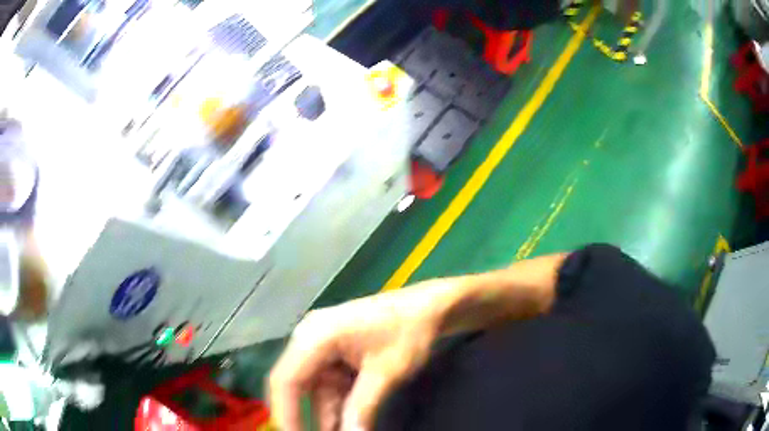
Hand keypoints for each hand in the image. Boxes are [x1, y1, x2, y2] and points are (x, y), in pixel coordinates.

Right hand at [269, 282, 450, 430]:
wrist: (432, 306)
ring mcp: (322, 346)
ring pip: (314, 390)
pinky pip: (329, 385)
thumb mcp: (385, 373)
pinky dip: (337, 406)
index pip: (286, 380)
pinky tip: (344, 425)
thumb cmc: (409, 332)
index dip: (286, 413)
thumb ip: (361, 408)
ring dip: (323, 416)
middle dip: (302, 416)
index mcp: (315, 336)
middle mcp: (310, 339)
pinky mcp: (336, 354)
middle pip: (294, 385)